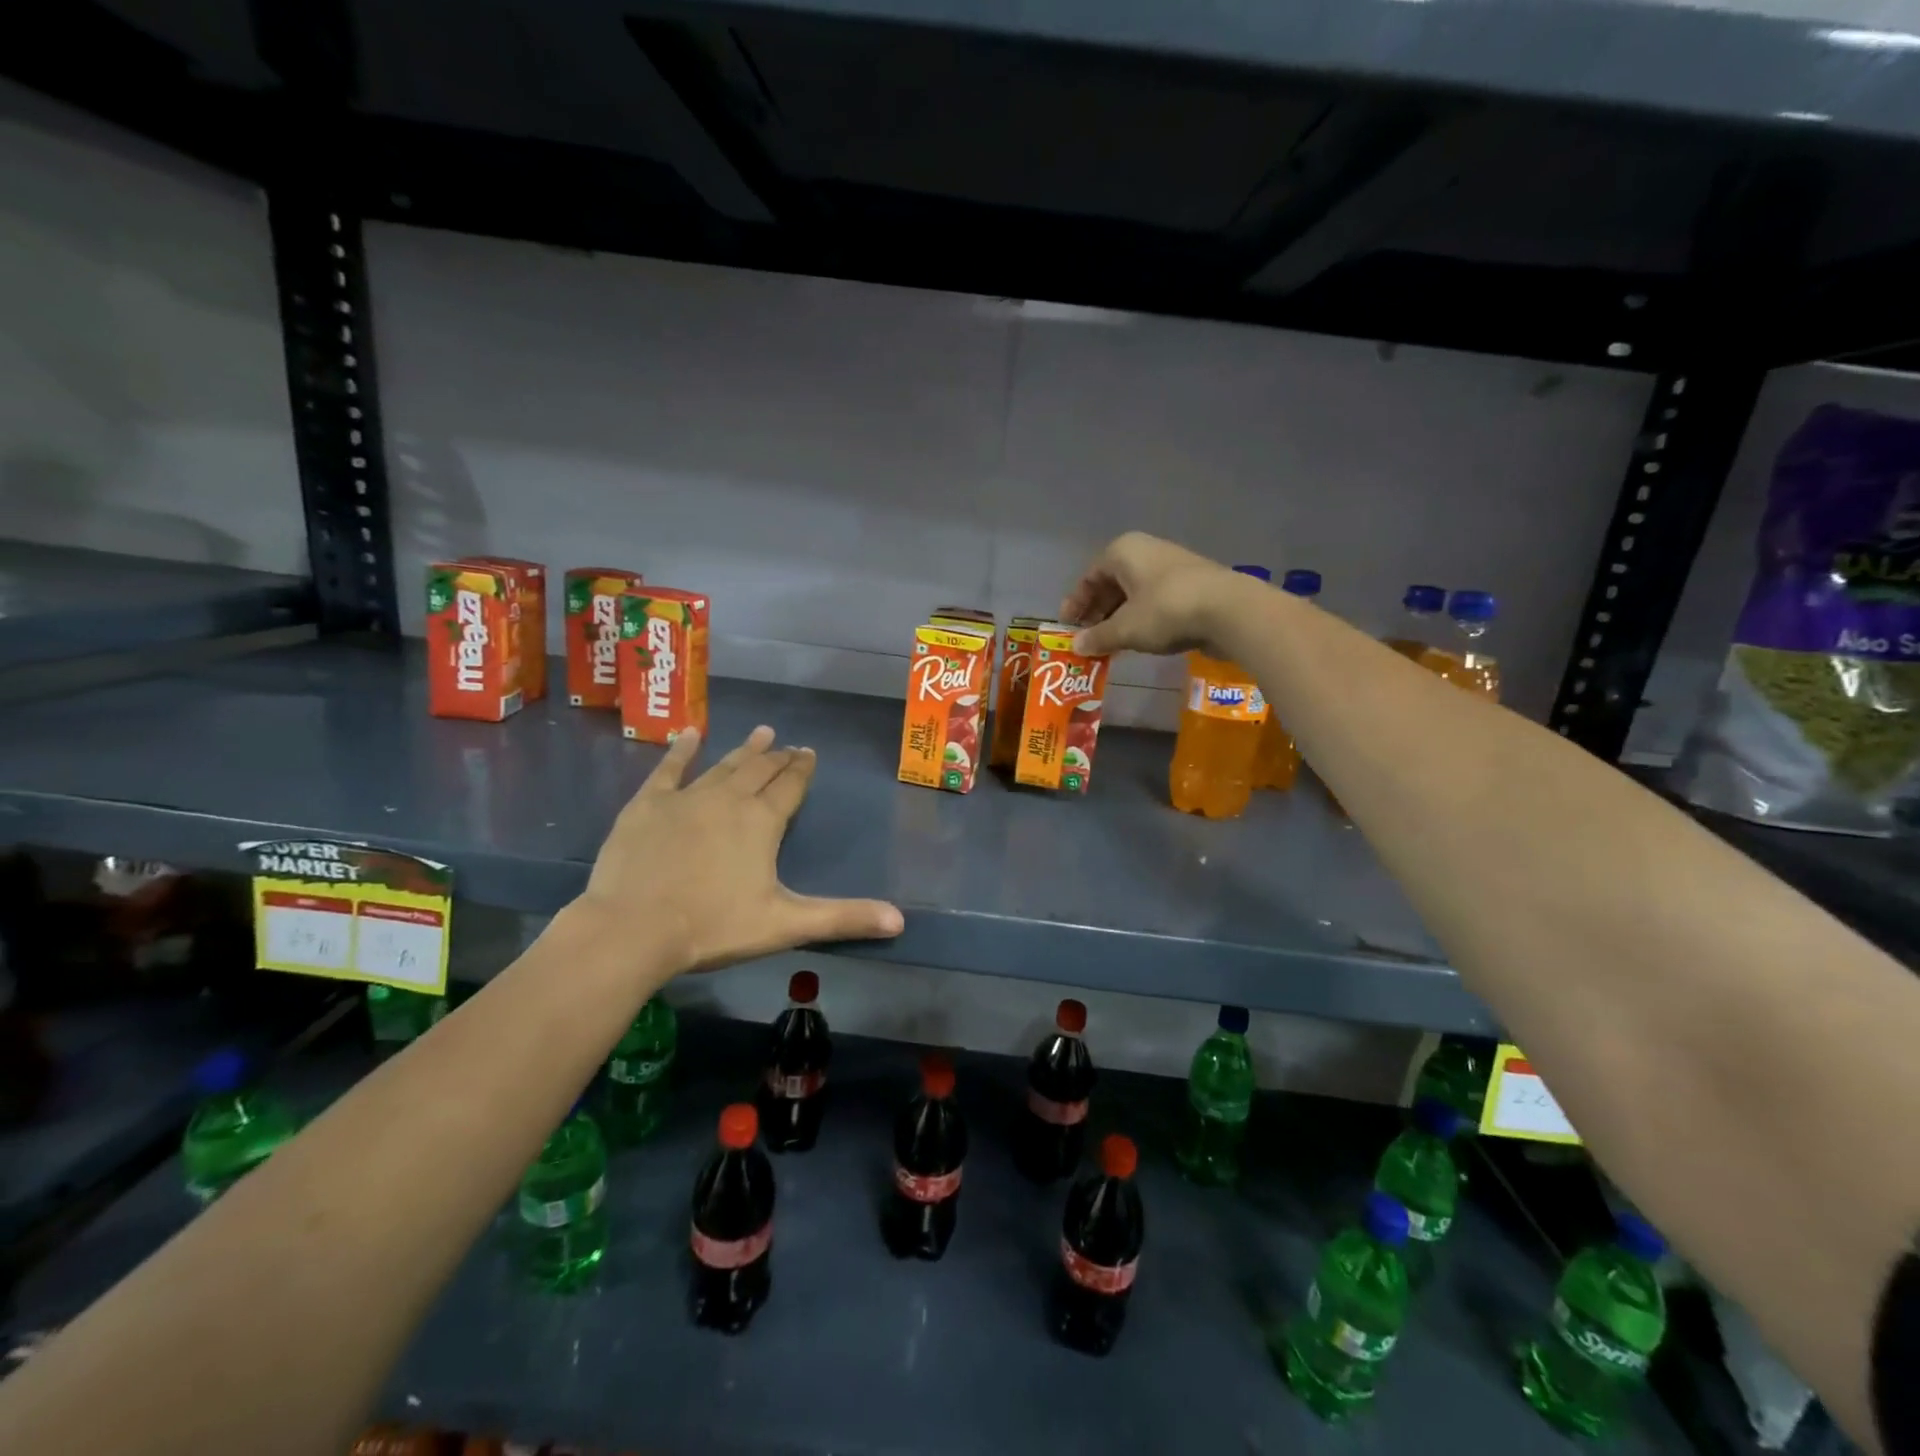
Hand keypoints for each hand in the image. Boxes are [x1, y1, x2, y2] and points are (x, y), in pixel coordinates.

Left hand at [577, 727, 903, 976]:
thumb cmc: (713, 926)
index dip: (802, 769)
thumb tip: (900, 921)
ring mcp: (686, 798)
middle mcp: (729, 799)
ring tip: (760, 732)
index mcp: (762, 821)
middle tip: (787, 744)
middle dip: (777, 757)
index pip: (790, 786)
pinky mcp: (648, 805)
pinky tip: (689, 734)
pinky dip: (681, 750)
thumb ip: (843, 918)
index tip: (809, 753)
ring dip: (743, 749)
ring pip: (722, 765)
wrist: (633, 929)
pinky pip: (668, 769)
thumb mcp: (785, 925)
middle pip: (759, 770)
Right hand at [1061, 531, 1245, 656]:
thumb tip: (1076, 646)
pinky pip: (1155, 599)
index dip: (1075, 603)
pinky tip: (1139, 639)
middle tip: (1088, 637)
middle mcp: (1146, 551)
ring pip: (1134, 592)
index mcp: (1123, 551)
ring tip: (1111, 643)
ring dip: (1119, 617)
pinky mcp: (1192, 583)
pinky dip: (1142, 618)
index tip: (1067, 626)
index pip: (1089, 577)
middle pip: (1112, 582)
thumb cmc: (1165, 611)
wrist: (1229, 610)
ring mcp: (1171, 565)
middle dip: (1097, 611)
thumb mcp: (1125, 629)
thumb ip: (1098, 637)